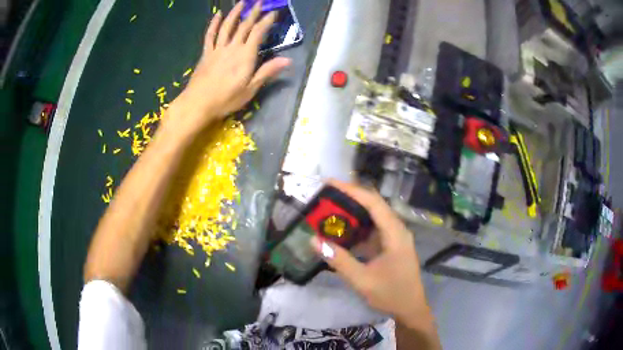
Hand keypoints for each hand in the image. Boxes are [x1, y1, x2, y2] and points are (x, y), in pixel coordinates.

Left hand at [168, 1, 290, 133]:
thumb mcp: (250, 89)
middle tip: (260, 2)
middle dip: (253, 13)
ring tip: (241, 3)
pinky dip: (214, 24)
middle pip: (244, 26)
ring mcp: (217, 49)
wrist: (198, 104)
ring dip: (235, 13)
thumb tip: (288, 60)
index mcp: (245, 56)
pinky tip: (218, 15)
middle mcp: (232, 47)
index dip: (266, 21)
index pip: (258, 33)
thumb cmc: (226, 99)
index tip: (273, 12)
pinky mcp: (206, 53)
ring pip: (227, 26)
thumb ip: (267, 71)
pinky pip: (210, 35)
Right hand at [311, 180, 431, 327]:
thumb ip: (339, 260)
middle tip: (325, 196)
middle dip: (350, 198)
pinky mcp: (391, 246)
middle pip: (373, 206)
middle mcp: (397, 230)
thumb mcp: (362, 280)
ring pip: (373, 217)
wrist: (410, 309)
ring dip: (353, 213)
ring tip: (330, 210)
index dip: (351, 190)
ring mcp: (395, 238)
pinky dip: (357, 228)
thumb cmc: (391, 294)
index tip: (329, 183)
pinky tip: (342, 232)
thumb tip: (315, 240)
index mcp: (395, 233)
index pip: (373, 202)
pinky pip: (373, 230)